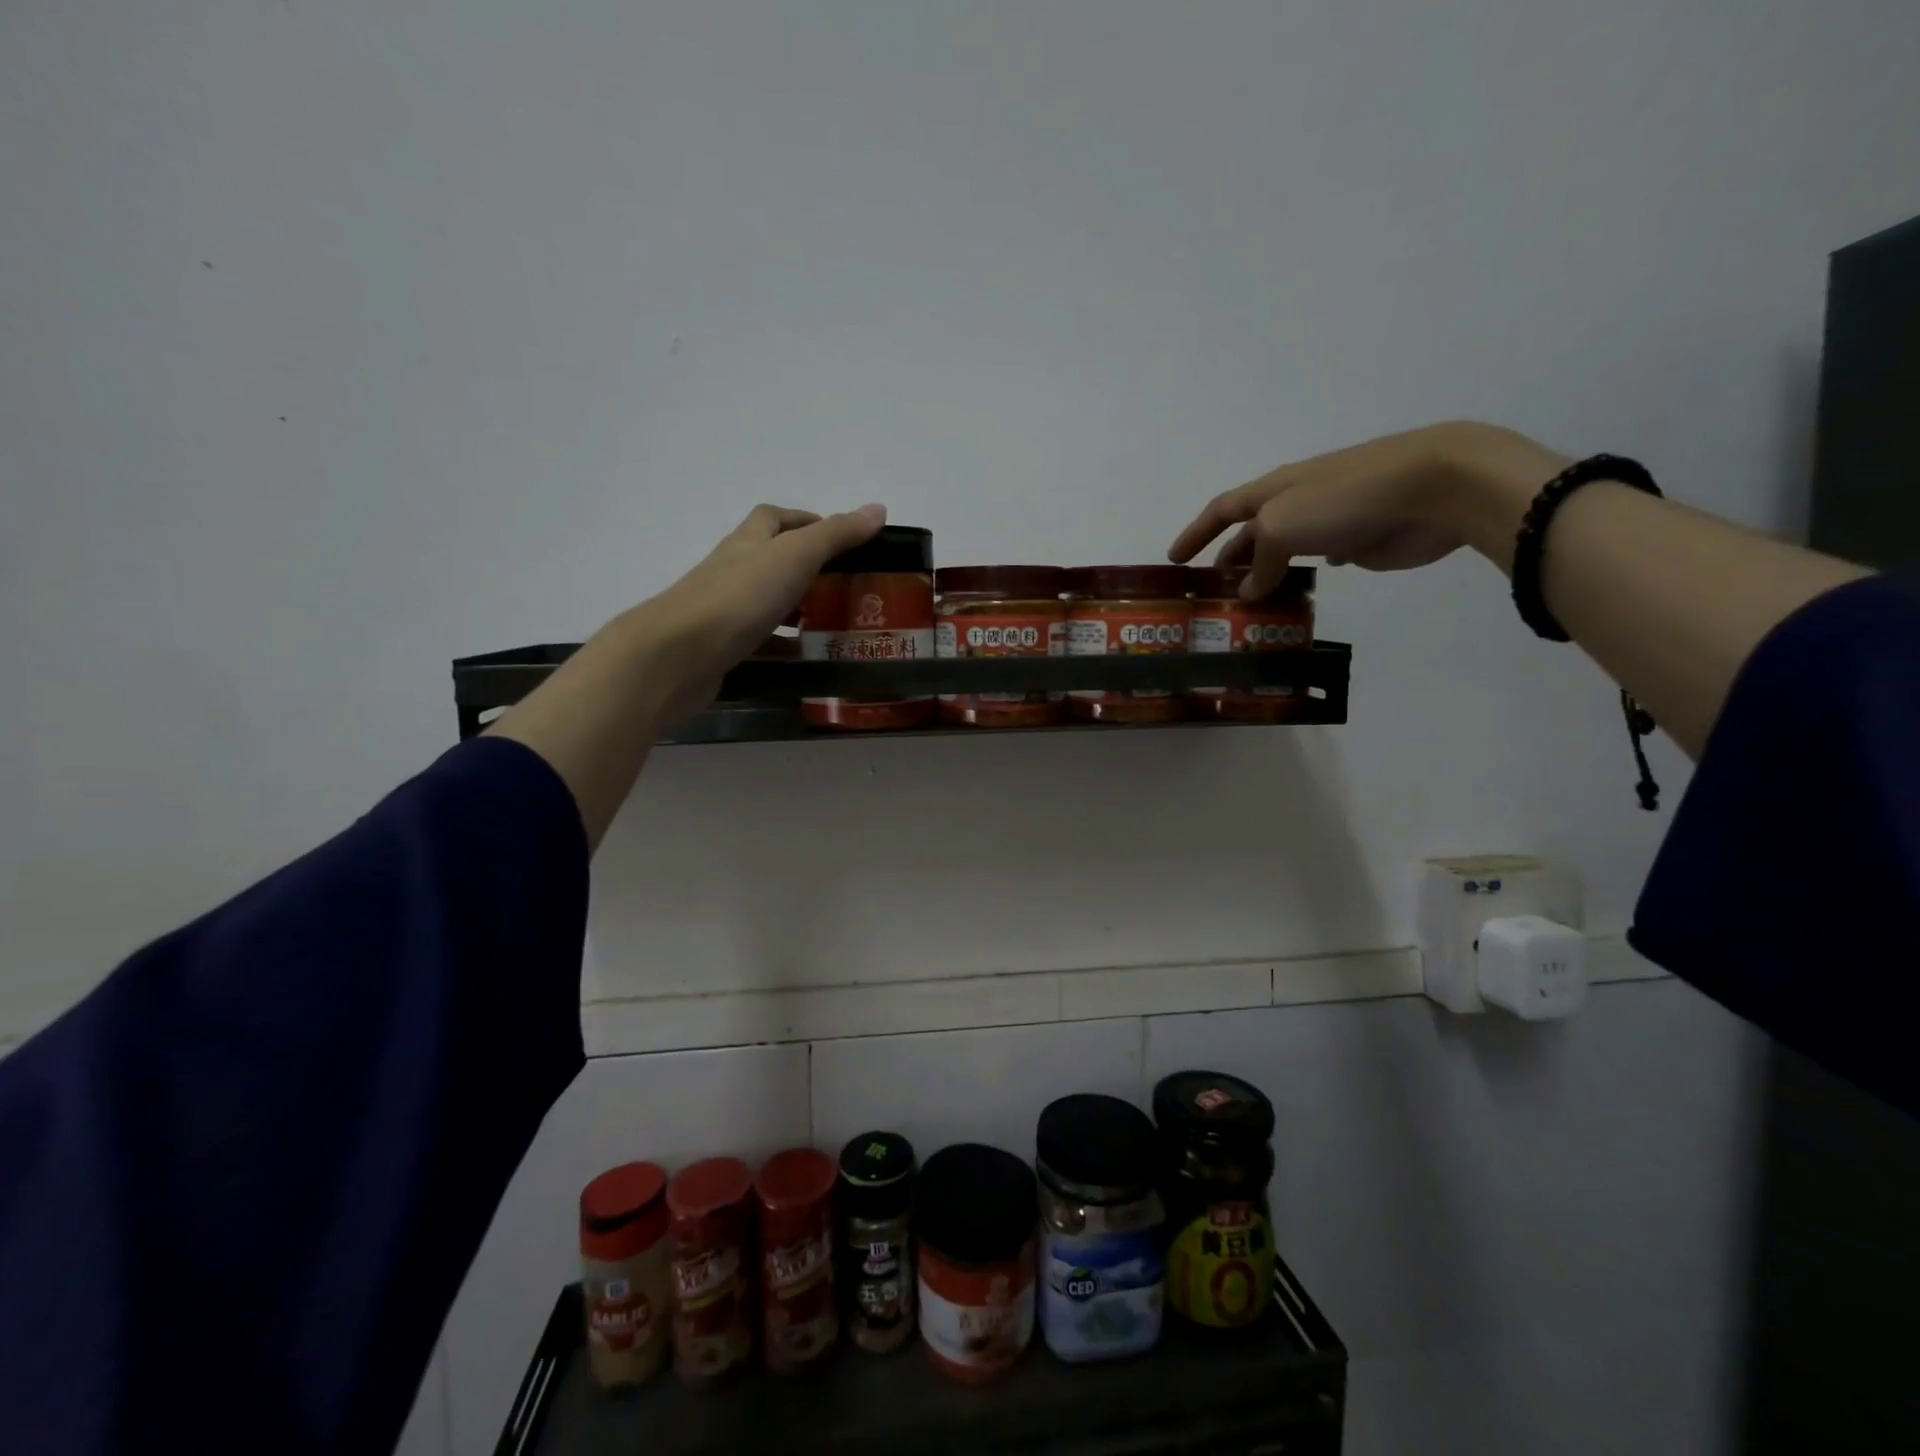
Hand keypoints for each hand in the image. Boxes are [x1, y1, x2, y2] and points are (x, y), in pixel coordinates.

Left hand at [625, 502, 886, 722]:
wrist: (678, 655)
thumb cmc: (739, 597)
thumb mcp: (796, 557)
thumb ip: (836, 535)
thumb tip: (878, 508)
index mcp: (749, 543)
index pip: (774, 518)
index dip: (804, 520)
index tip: (840, 539)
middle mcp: (733, 571)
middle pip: (771, 560)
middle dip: (807, 569)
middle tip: (846, 587)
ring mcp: (724, 611)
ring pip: (766, 603)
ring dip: (796, 609)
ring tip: (835, 625)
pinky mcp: (722, 648)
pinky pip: (760, 642)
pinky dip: (784, 647)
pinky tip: (806, 660)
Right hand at [1167, 422, 1568, 596]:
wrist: (1432, 487)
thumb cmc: (1344, 499)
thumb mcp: (1282, 528)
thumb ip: (1260, 562)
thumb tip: (1250, 590)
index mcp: (1273, 490)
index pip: (1221, 510)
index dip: (1195, 533)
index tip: (1173, 560)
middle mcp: (1296, 502)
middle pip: (1251, 531)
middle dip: (1228, 558)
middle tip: (1213, 591)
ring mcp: (1329, 520)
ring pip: (1284, 550)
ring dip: (1264, 573)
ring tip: (1249, 604)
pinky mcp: (1359, 541)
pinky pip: (1318, 560)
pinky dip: (1302, 575)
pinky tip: (1297, 592)